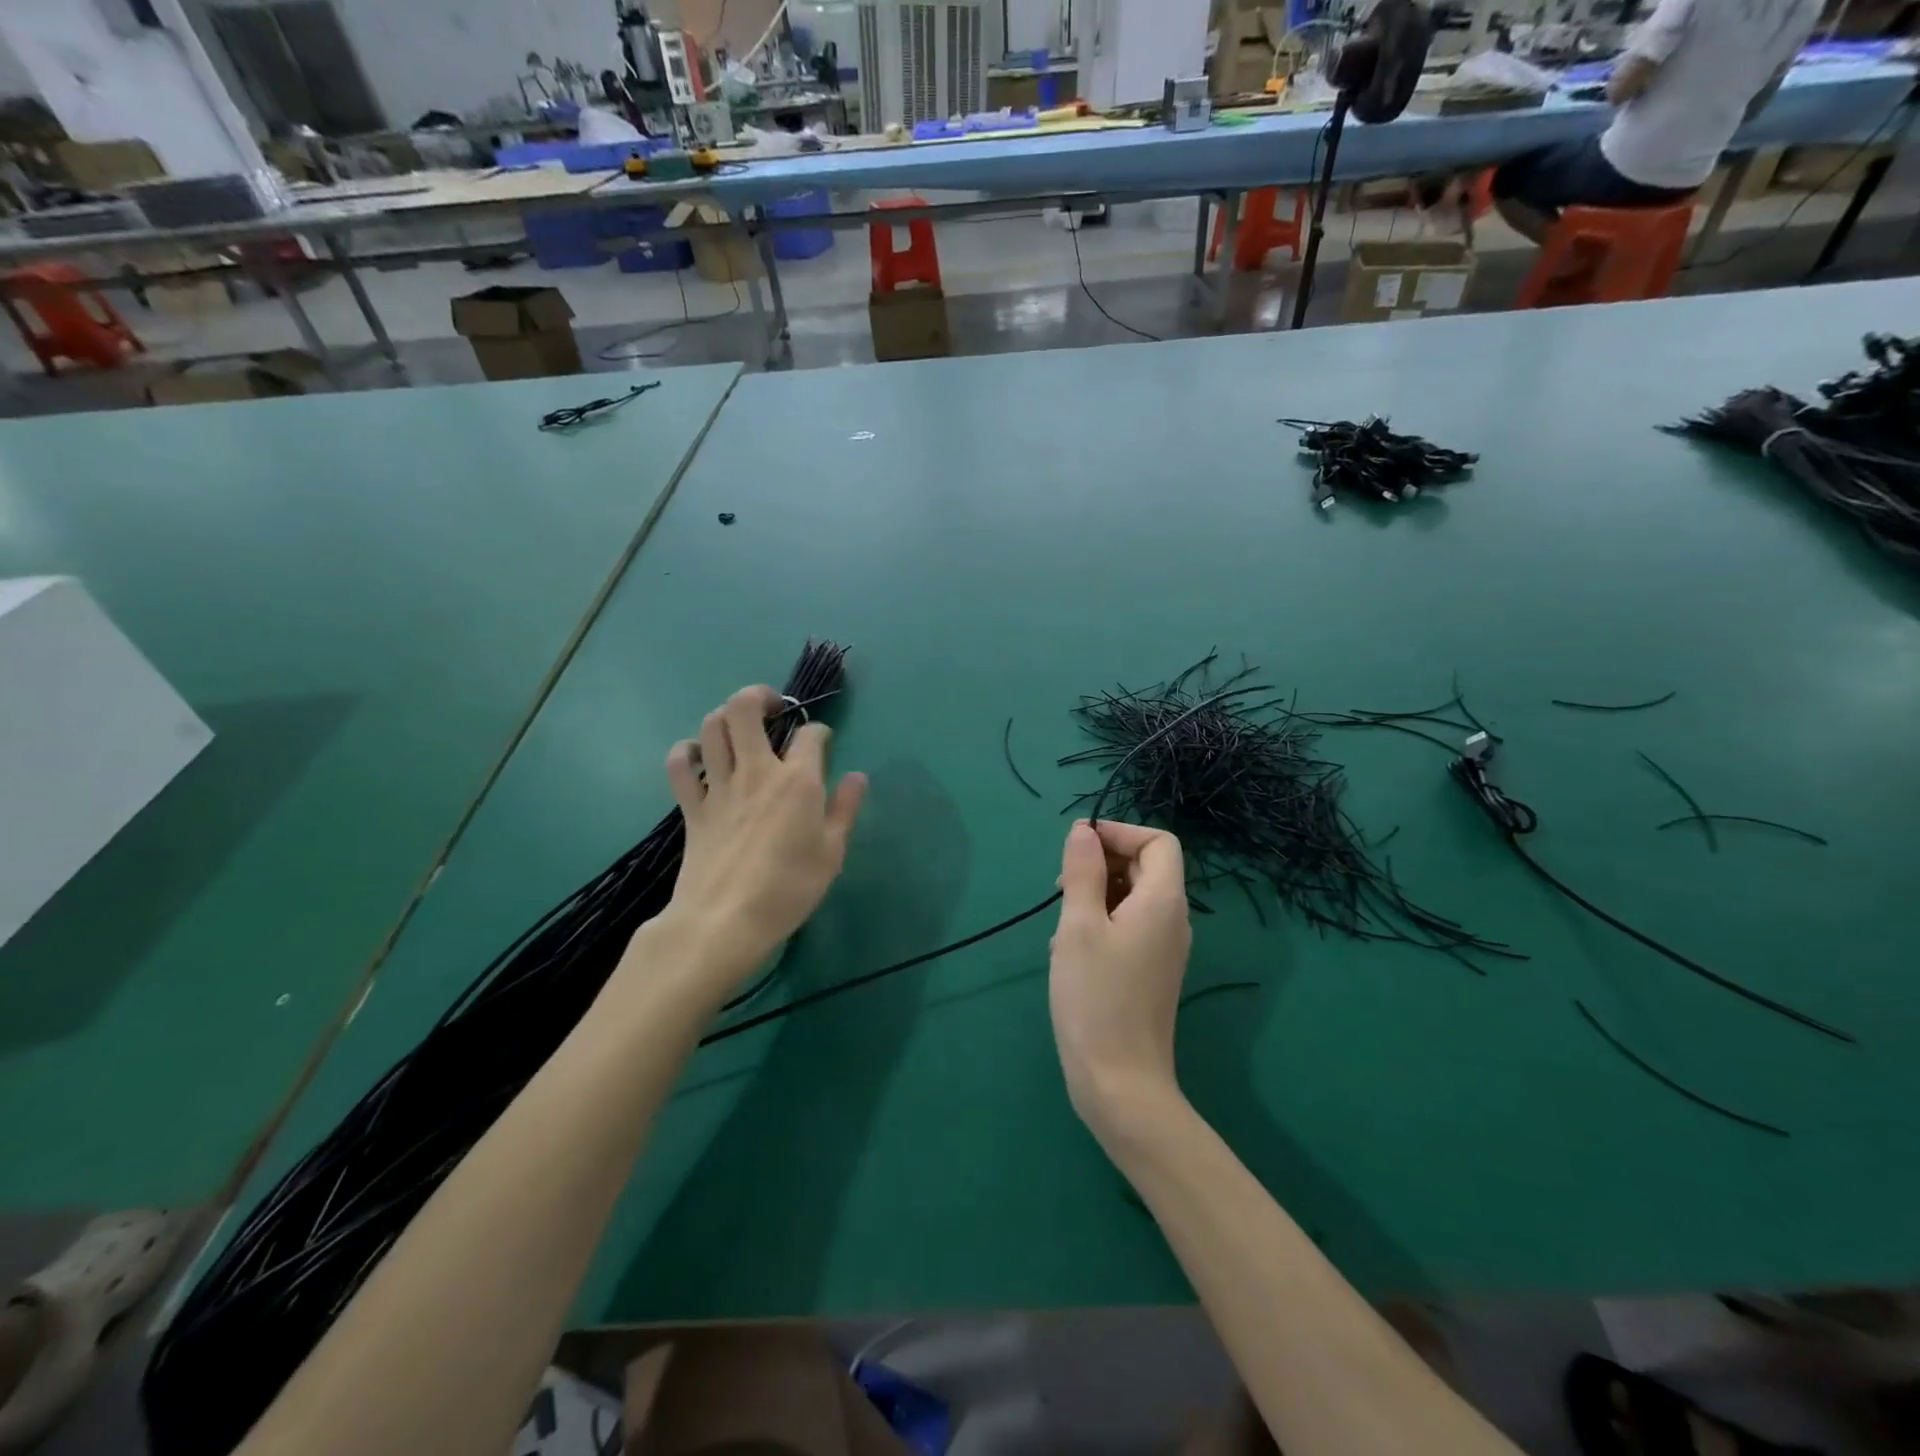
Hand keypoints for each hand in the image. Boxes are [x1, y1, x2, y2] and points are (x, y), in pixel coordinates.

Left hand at [657, 685, 866, 996]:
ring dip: (725, 717)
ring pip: (711, 727)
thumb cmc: (789, 889)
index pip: (811, 734)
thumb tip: (857, 776)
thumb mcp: (832, 853)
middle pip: (745, 709)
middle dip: (760, 696)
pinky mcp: (692, 807)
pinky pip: (680, 765)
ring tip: (739, 727)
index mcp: (798, 781)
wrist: (726, 921)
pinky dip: (686, 752)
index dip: (820, 731)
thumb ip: (845, 809)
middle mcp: (757, 771)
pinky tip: (699, 757)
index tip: (824, 743)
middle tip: (774, 709)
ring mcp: (719, 787)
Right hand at [1049, 819, 1192, 1139]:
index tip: (1078, 847)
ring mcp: (1163, 948)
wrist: (1120, 1083)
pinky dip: (1100, 923)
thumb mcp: (1079, 926)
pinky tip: (1070, 952)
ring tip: (1062, 926)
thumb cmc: (1096, 998)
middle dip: (1102, 864)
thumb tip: (1083, 831)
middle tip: (1062, 888)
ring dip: (1095, 895)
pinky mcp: (1150, 971)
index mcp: (1163, 901)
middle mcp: (1172, 920)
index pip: (1157, 841)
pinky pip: (1128, 927)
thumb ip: (1083, 871)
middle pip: (1145, 866)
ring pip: (1131, 897)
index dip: (1120, 833)